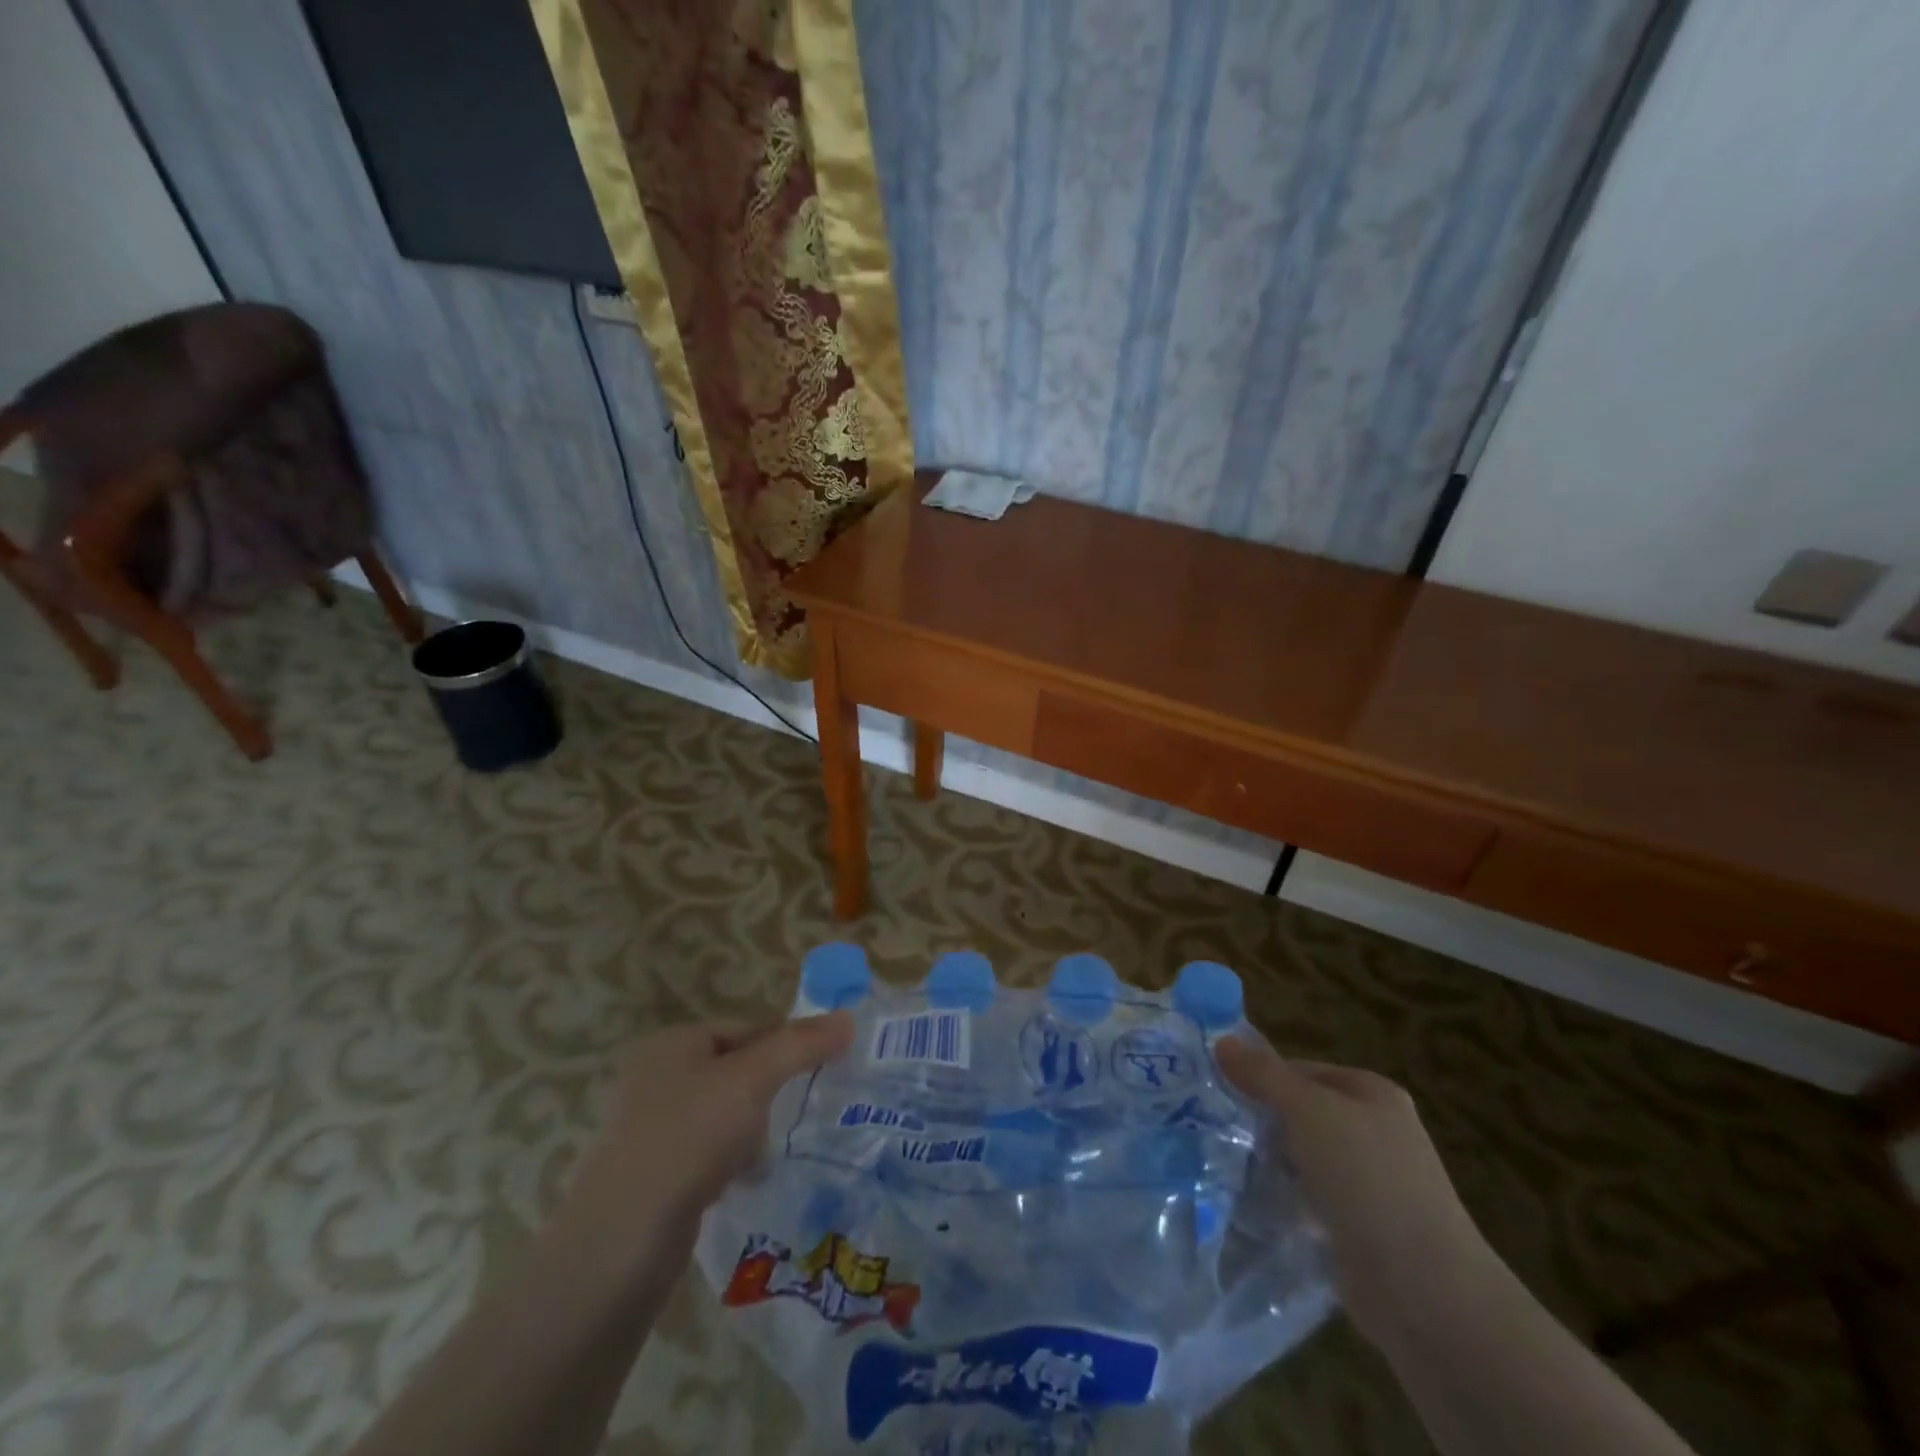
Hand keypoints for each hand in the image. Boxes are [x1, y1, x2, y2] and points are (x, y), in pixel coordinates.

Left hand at [555, 1014, 855, 1268]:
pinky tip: (744, 1181)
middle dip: (768, 1091)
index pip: (746, 1028)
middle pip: (734, 1070)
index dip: (785, 1044)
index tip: (820, 1070)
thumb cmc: (688, 1138)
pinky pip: (705, 1153)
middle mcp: (654, 1077)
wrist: (620, 1244)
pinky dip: (728, 1162)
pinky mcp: (649, 1175)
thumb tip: (848, 1018)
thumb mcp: (752, 1080)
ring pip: (722, 1114)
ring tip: (769, 1152)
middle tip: (799, 1111)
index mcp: (672, 1043)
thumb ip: (801, 1045)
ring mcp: (647, 1128)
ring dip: (750, 1130)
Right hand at [1216, 1037, 1492, 1345]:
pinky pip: (1312, 1200)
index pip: (1301, 1070)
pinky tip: (1258, 1205)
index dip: (1261, 1077)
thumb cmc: (1367, 1179)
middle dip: (1265, 1122)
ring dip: (1273, 1163)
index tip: (1221, 1093)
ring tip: (1230, 1167)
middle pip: (1302, 1112)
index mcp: (1372, 1093)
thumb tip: (1222, 1041)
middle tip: (1221, 1130)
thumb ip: (1263, 1075)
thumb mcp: (1307, 1110)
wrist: (1424, 1290)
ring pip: (1305, 1157)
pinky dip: (1288, 1200)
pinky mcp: (1362, 1228)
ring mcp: (1372, 1183)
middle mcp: (1376, 1132)